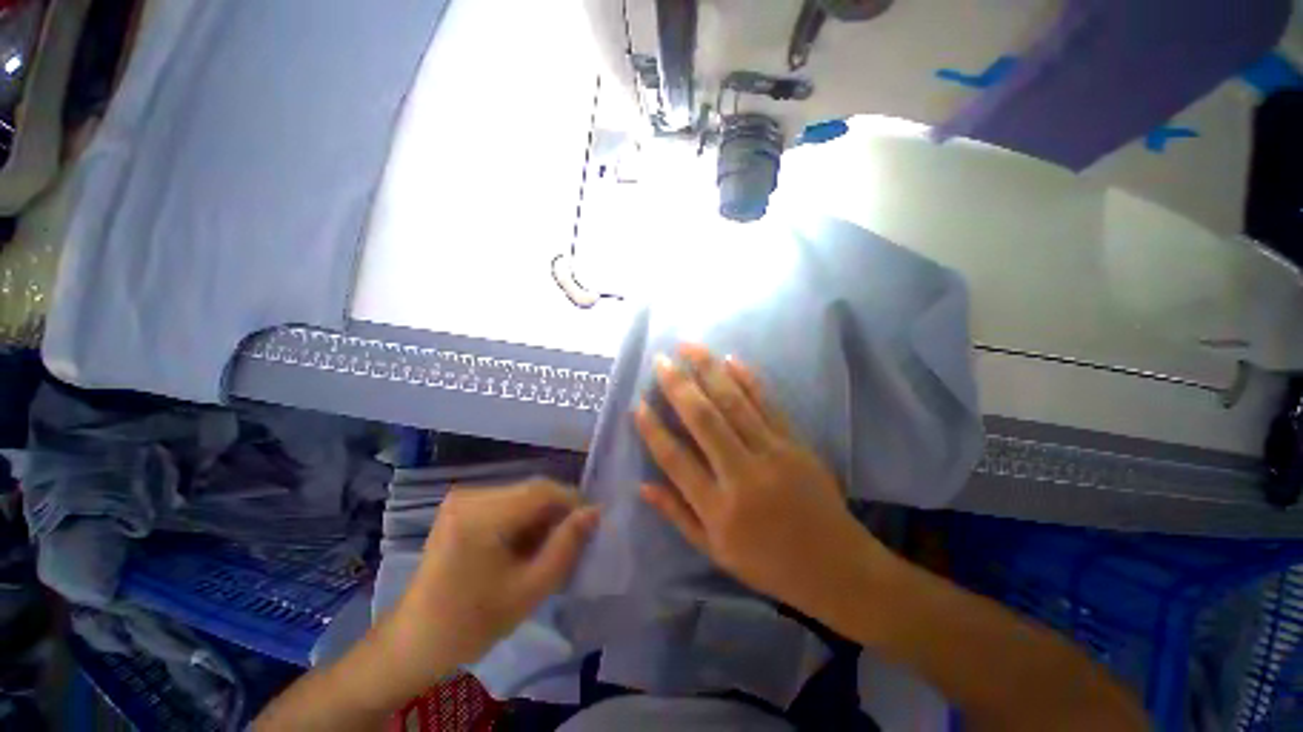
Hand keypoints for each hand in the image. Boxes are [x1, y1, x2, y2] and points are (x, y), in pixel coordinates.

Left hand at [379, 480, 598, 691]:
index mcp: (480, 516)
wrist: (414, 642)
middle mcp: (470, 495)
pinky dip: (523, 519)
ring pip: (522, 494)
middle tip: (570, 543)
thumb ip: (566, 547)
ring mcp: (462, 498)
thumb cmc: (471, 623)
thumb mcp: (528, 590)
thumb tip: (594, 512)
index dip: (573, 502)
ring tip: (546, 549)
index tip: (591, 525)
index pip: (542, 491)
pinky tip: (523, 546)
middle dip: (556, 513)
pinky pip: (507, 501)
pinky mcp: (460, 506)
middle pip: (532, 491)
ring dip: (541, 517)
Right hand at [636, 345, 889, 617]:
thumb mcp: (715, 551)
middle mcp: (742, 474)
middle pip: (704, 420)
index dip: (653, 430)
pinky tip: (730, 359)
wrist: (836, 567)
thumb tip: (642, 486)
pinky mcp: (795, 443)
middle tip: (661, 361)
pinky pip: (768, 404)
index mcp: (718, 508)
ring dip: (710, 370)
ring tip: (689, 347)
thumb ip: (678, 514)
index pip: (675, 460)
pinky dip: (748, 379)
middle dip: (678, 386)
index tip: (638, 404)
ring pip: (734, 403)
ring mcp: (773, 454)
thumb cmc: (768, 564)